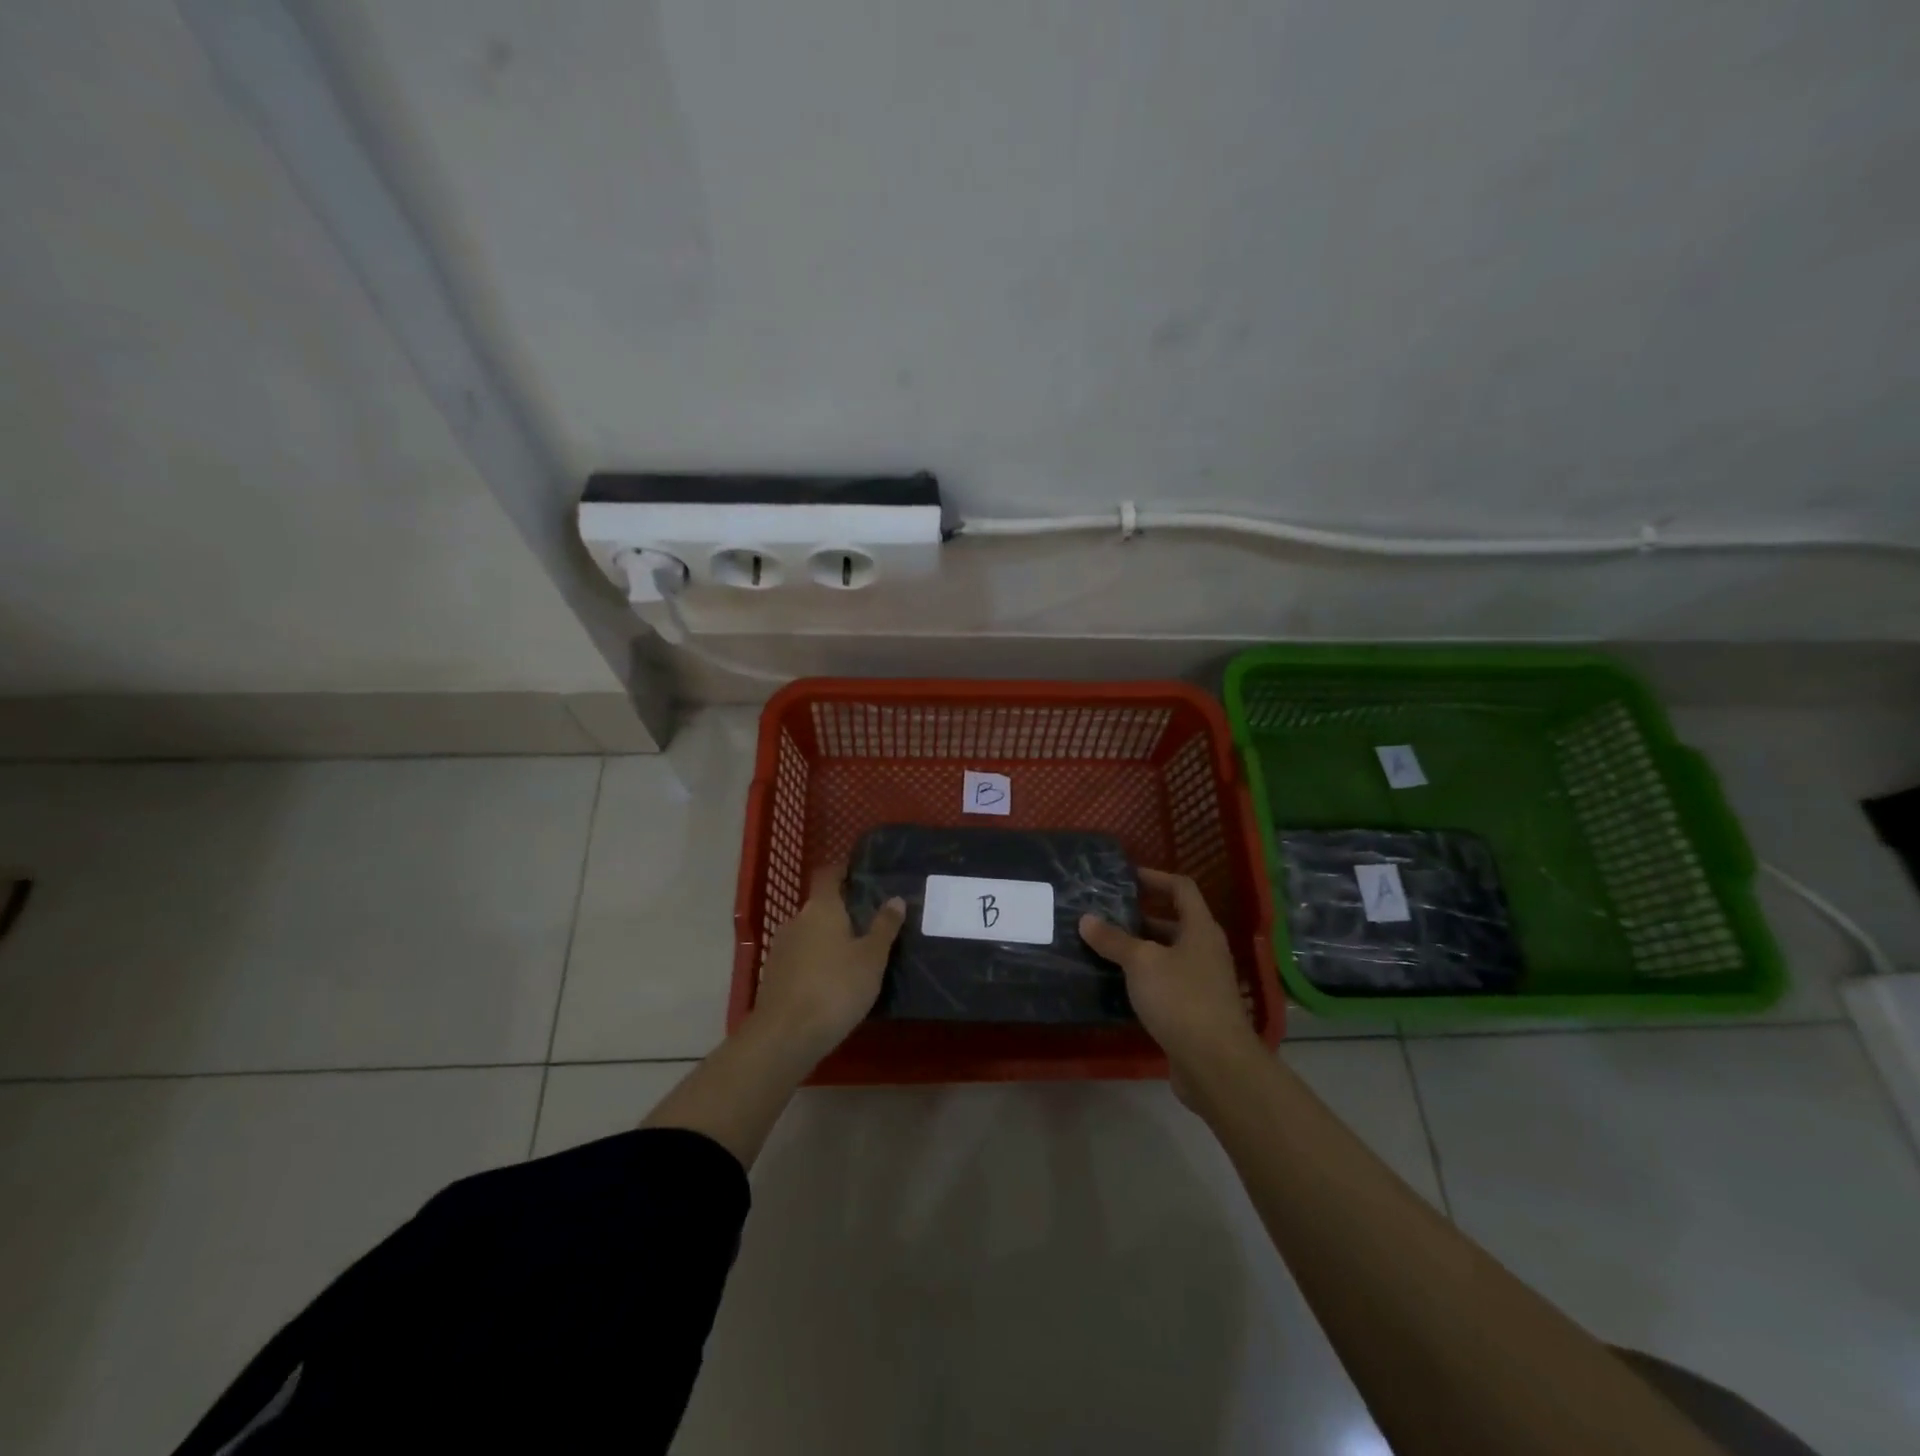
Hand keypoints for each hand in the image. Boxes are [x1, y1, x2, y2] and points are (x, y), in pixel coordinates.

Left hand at [753, 864, 905, 1061]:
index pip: (828, 874)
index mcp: (821, 907)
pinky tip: (834, 981)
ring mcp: (781, 949)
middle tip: (871, 923)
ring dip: (829, 939)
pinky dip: (817, 962)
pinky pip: (801, 958)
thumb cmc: (836, 987)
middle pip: (820, 906)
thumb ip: (884, 927)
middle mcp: (796, 920)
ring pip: (810, 933)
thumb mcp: (872, 957)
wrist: (785, 1036)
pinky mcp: (774, 976)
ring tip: (856, 955)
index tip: (862, 874)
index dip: (843, 871)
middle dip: (843, 912)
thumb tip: (895, 899)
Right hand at [1080, 867, 1259, 1087]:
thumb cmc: (1181, 999)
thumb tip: (1086, 919)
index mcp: (1200, 929)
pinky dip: (1143, 979)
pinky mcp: (1194, 1011)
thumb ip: (1114, 939)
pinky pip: (1165, 984)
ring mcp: (1202, 983)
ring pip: (1167, 955)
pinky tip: (1116, 985)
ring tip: (1103, 947)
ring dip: (1138, 950)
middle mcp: (1205, 951)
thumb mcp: (1141, 962)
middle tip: (1105, 915)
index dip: (1155, 878)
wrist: (1215, 1064)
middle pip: (1173, 922)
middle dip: (1140, 917)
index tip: (1125, 878)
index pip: (1181, 888)